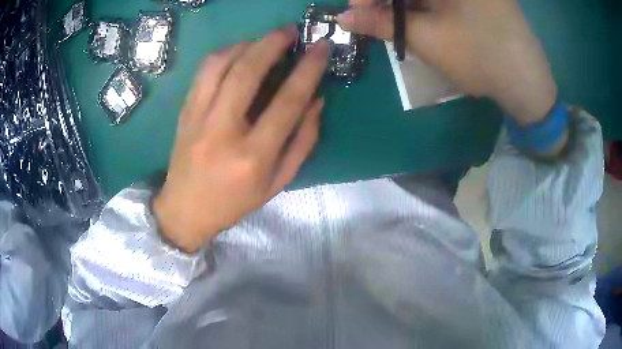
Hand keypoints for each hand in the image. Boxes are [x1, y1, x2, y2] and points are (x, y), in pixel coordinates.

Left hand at [153, 26, 329, 252]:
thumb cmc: (235, 202)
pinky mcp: (184, 112)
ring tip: (264, 40)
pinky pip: (203, 72)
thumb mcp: (278, 182)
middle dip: (273, 43)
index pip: (288, 101)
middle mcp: (223, 131)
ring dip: (246, 44)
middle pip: (248, 72)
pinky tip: (238, 52)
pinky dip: (223, 54)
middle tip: (290, 30)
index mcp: (253, 155)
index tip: (321, 47)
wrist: (185, 209)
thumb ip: (303, 141)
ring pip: (220, 65)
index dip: (308, 69)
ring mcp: (198, 118)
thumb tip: (317, 100)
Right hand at [338, 0, 557, 125]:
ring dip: (404, 5)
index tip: (354, 9)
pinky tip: (414, 19)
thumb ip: (383, 23)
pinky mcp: (478, 0)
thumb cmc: (481, 59)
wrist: (527, 86)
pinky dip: (423, 7)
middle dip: (388, 1)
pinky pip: (441, 0)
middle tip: (369, 17)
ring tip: (390, 22)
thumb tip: (344, 17)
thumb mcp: (429, 39)